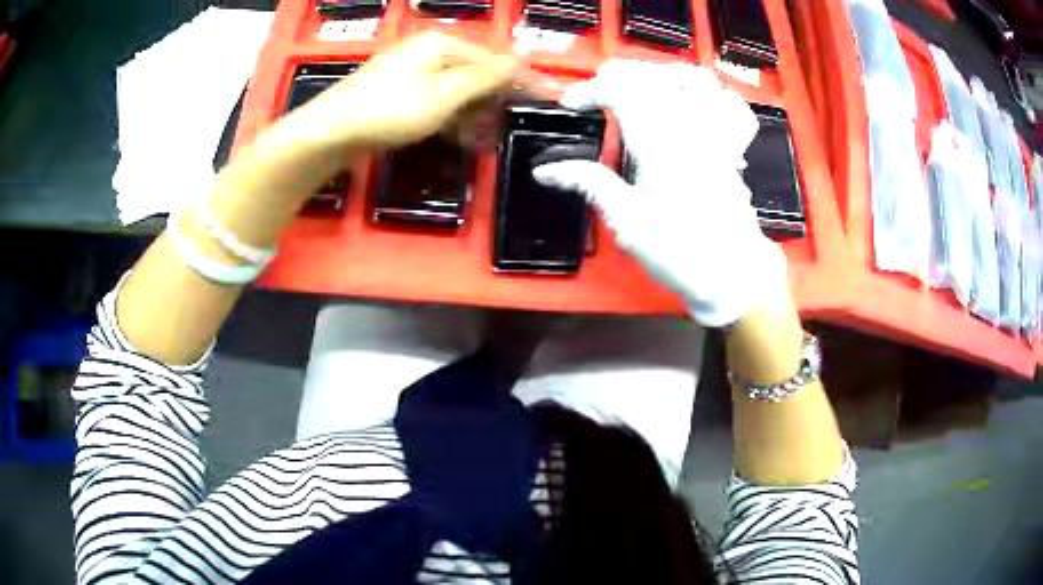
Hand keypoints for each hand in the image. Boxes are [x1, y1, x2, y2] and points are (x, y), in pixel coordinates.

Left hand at [277, 32, 518, 152]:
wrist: (329, 133)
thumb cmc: (390, 110)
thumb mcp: (445, 94)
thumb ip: (486, 78)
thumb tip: (523, 60)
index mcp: (442, 44)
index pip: (495, 60)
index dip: (523, 81)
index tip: (552, 98)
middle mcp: (429, 53)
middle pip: (476, 74)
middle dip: (494, 103)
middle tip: (507, 131)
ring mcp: (412, 73)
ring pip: (457, 92)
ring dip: (474, 116)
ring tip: (483, 142)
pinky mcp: (399, 95)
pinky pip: (437, 103)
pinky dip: (452, 120)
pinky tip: (459, 138)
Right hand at [532, 60, 788, 326]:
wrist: (732, 273)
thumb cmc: (678, 253)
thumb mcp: (626, 222)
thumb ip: (590, 184)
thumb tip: (545, 170)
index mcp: (658, 147)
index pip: (621, 92)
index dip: (591, 90)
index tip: (572, 105)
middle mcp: (690, 129)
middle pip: (654, 76)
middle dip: (619, 75)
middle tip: (599, 93)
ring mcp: (717, 134)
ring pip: (693, 78)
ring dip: (661, 74)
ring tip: (641, 88)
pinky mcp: (732, 145)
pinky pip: (727, 102)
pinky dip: (706, 92)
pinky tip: (690, 101)